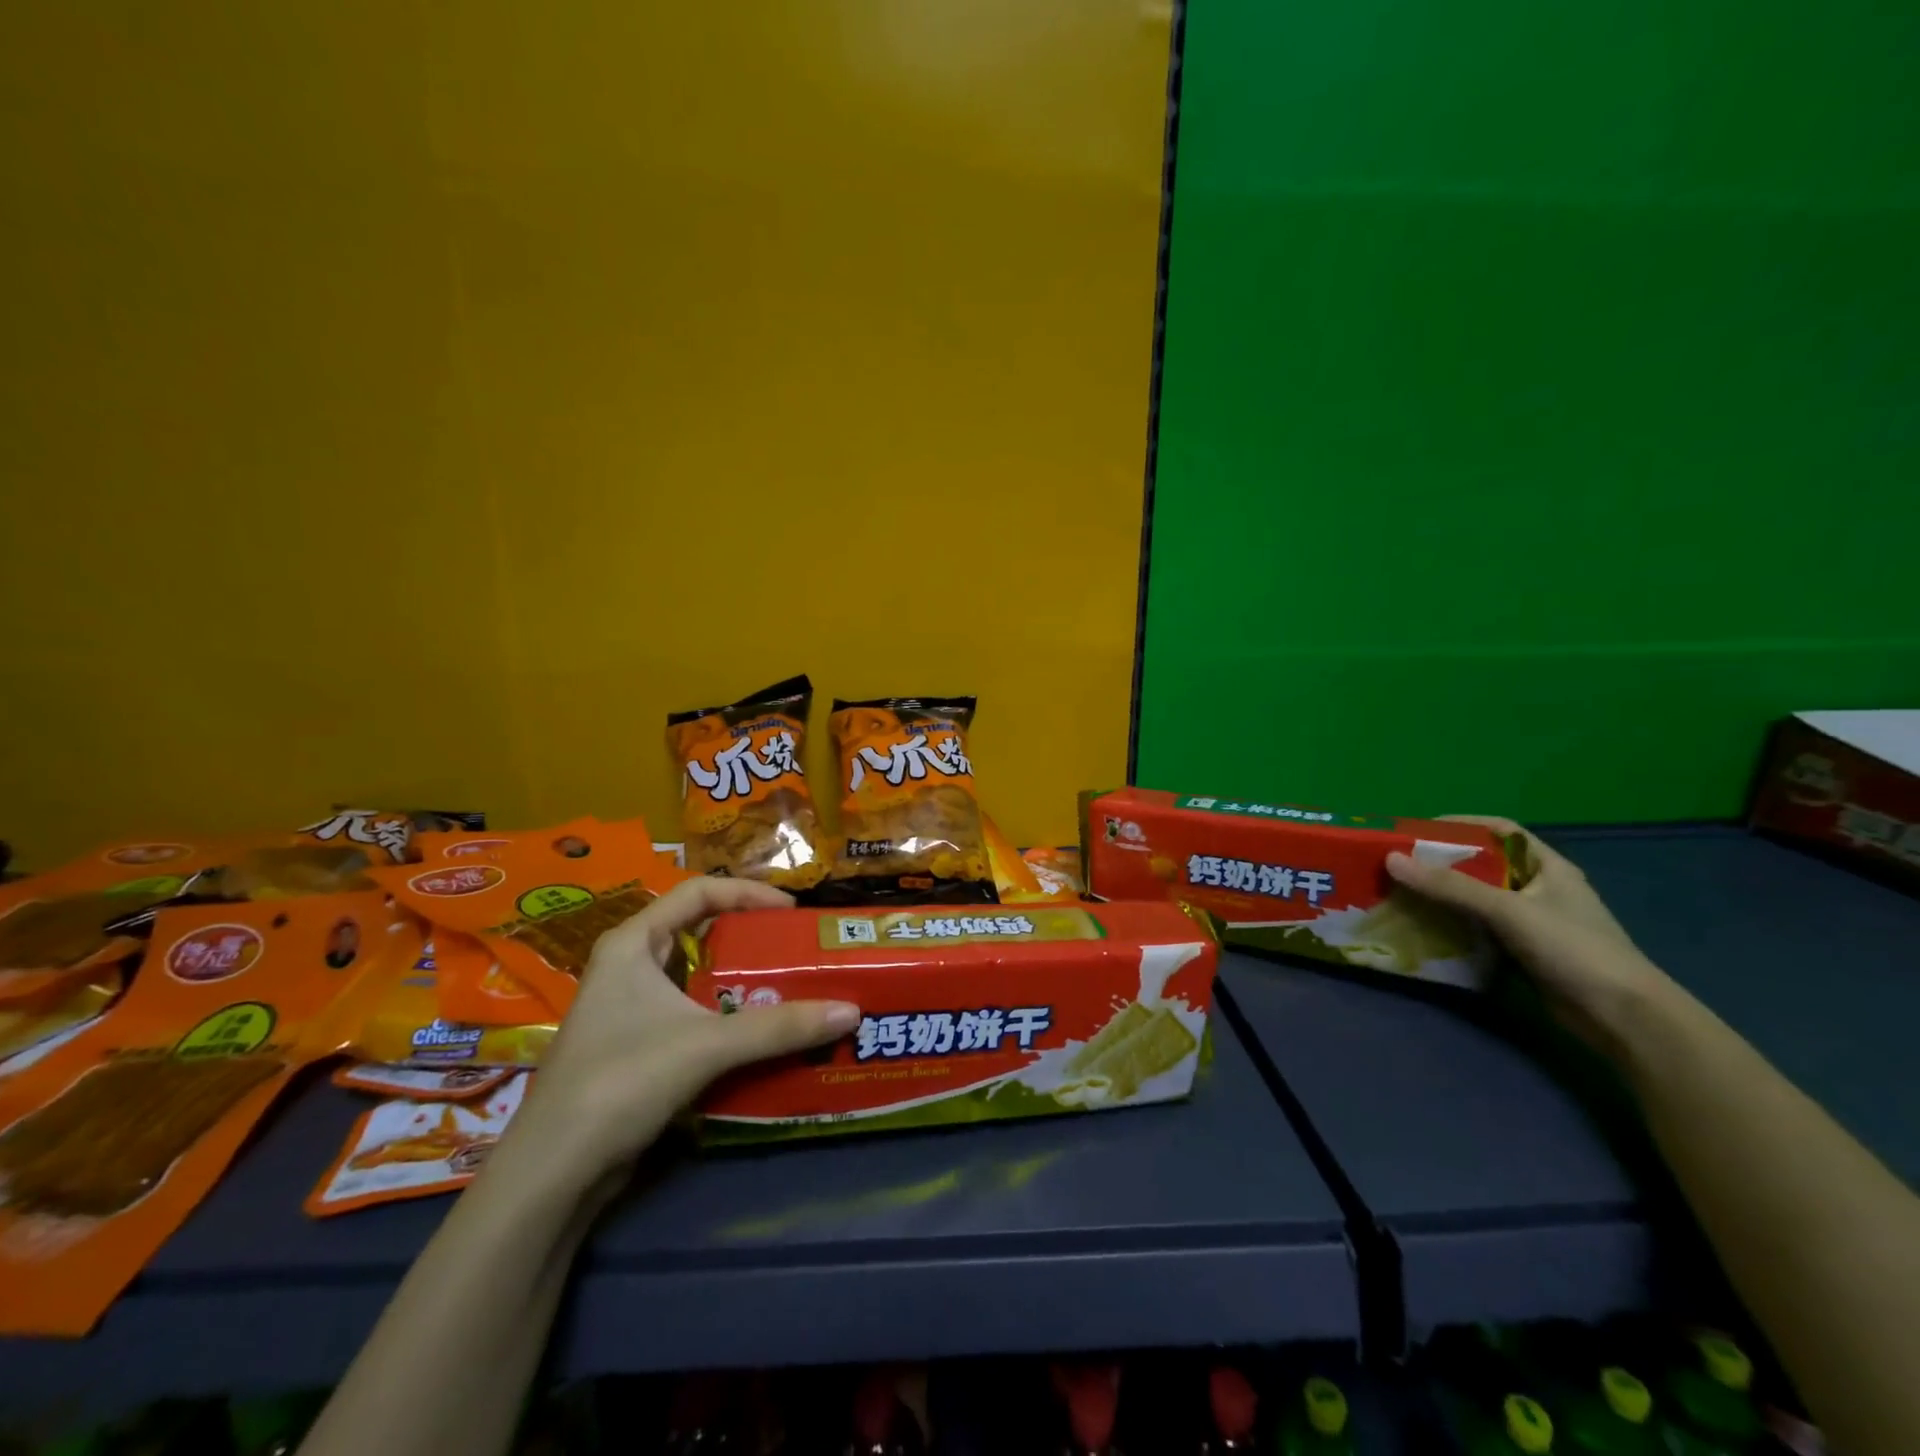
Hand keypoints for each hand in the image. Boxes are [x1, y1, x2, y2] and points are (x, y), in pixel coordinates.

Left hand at [510, 878, 858, 1176]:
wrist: (552, 1173)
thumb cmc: (621, 1081)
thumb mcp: (706, 1046)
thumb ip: (779, 1027)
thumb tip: (851, 1010)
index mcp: (632, 942)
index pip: (698, 892)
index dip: (748, 894)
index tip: (791, 913)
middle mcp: (628, 965)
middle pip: (698, 931)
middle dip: (749, 937)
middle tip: (796, 950)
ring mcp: (628, 1008)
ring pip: (696, 976)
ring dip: (740, 980)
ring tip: (787, 988)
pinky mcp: (635, 1046)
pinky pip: (691, 1013)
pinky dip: (725, 1016)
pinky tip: (757, 1034)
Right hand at [1384, 816, 1676, 1055]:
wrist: (1623, 1018)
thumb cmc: (1573, 949)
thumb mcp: (1508, 910)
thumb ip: (1450, 886)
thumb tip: (1391, 860)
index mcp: (1547, 867)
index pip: (1500, 831)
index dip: (1460, 825)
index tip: (1417, 831)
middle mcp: (1540, 889)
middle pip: (1483, 865)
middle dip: (1441, 863)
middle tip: (1399, 864)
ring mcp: (1533, 922)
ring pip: (1478, 899)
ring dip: (1443, 896)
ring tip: (1402, 894)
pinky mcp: (1524, 952)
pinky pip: (1479, 929)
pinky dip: (1453, 926)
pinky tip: (1425, 928)